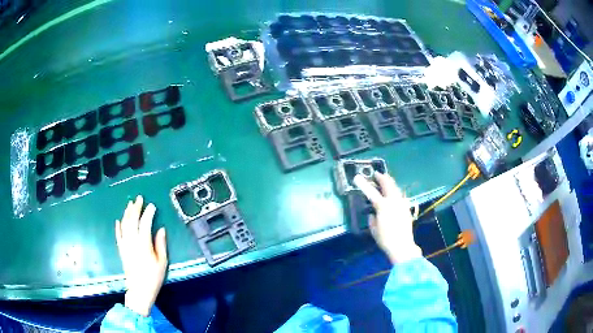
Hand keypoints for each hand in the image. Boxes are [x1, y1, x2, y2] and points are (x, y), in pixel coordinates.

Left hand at [115, 195, 167, 316]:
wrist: (139, 290)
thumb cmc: (153, 277)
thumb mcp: (162, 262)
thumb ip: (160, 244)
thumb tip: (160, 229)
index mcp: (143, 245)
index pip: (145, 224)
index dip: (148, 213)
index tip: (152, 206)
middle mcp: (132, 242)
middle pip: (132, 220)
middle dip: (136, 208)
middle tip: (139, 199)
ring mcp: (125, 245)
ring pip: (124, 225)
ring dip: (127, 213)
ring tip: (130, 204)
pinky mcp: (121, 250)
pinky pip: (118, 235)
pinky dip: (118, 226)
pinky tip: (119, 220)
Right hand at [354, 172, 421, 263]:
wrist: (402, 246)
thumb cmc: (385, 239)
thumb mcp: (374, 230)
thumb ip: (372, 219)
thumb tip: (373, 213)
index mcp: (383, 206)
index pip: (371, 192)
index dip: (363, 184)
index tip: (357, 177)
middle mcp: (393, 201)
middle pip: (388, 184)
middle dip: (382, 178)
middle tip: (377, 174)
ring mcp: (401, 203)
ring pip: (396, 188)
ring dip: (390, 182)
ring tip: (386, 179)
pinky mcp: (406, 208)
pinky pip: (400, 195)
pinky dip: (396, 190)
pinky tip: (394, 192)